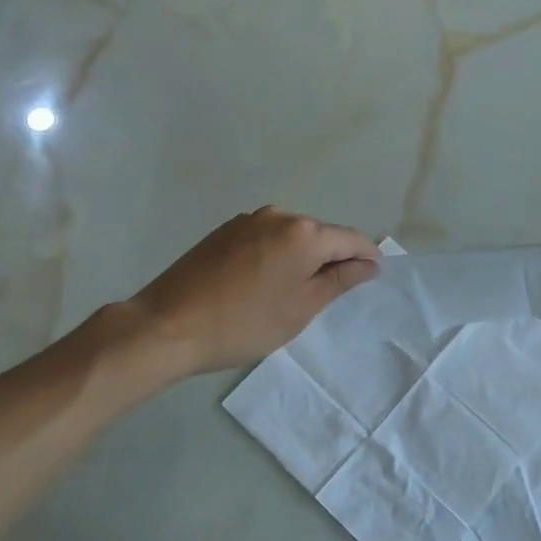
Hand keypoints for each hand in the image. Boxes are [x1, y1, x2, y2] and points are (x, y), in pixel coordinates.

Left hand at [129, 208, 380, 373]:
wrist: (167, 325)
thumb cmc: (244, 324)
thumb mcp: (300, 309)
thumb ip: (339, 281)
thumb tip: (368, 264)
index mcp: (303, 232)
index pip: (350, 238)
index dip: (366, 257)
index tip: (373, 277)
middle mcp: (278, 215)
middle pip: (320, 233)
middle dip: (333, 257)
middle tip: (332, 293)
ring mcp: (247, 220)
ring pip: (292, 235)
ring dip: (303, 256)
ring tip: (296, 292)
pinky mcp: (224, 230)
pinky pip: (266, 237)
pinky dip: (277, 254)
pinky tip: (265, 283)